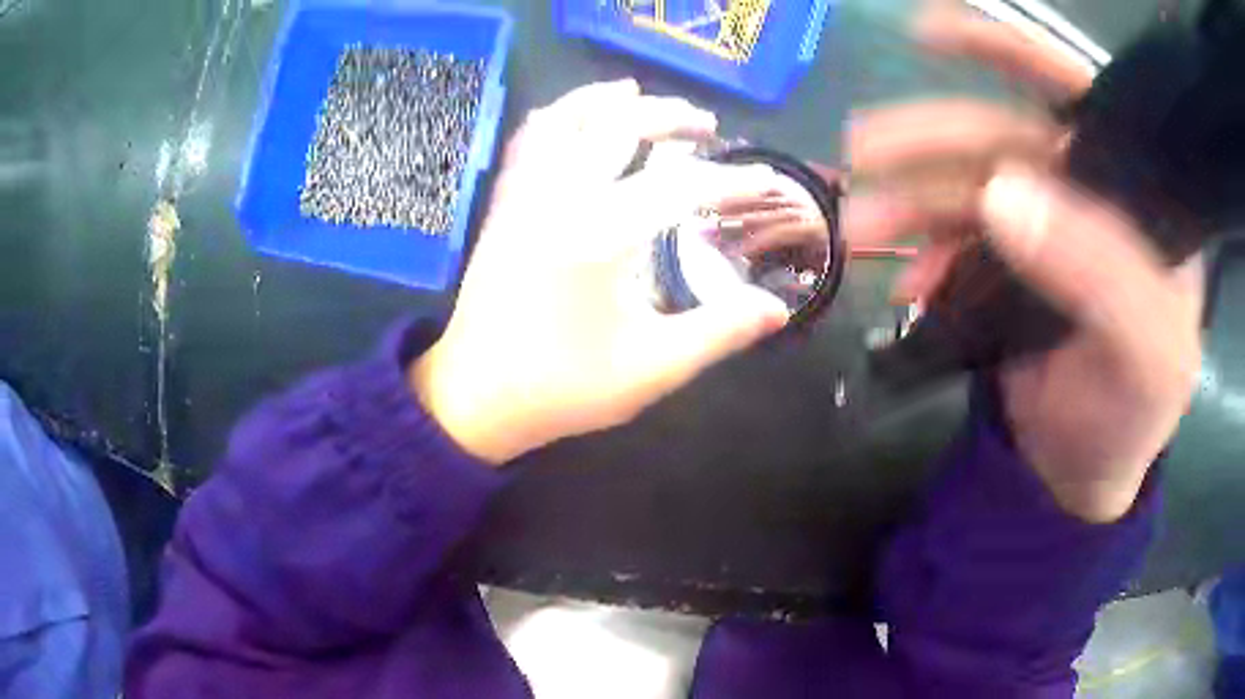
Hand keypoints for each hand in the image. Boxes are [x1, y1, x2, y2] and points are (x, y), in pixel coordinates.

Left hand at [411, 80, 790, 463]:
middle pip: (619, 125)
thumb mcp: (650, 369)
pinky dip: (557, 115)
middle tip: (708, 125)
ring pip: (564, 119)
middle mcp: (558, 198)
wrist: (476, 397)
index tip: (767, 180)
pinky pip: (528, 140)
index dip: (731, 180)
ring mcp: (523, 196)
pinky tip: (576, 115)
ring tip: (640, 93)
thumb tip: (778, 308)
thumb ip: (718, 332)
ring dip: (607, 100)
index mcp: (599, 237)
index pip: (680, 185)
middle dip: (670, 115)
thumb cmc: (562, 387)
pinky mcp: (504, 206)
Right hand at [849, 9, 1202, 521]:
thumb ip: (1100, 274)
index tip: (929, 34)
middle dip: (931, 140)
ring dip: (910, 197)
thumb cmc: (1129, 417)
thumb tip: (1004, 196)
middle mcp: (1091, 196)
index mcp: (1138, 200)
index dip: (1011, 53)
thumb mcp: (1143, 356)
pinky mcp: (1008, 264)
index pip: (1081, 98)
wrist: (1078, 477)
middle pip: (1006, 137)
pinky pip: (955, 235)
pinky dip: (923, 247)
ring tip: (860, 226)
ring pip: (968, 184)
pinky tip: (906, 277)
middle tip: (861, 155)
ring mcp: (1045, 227)